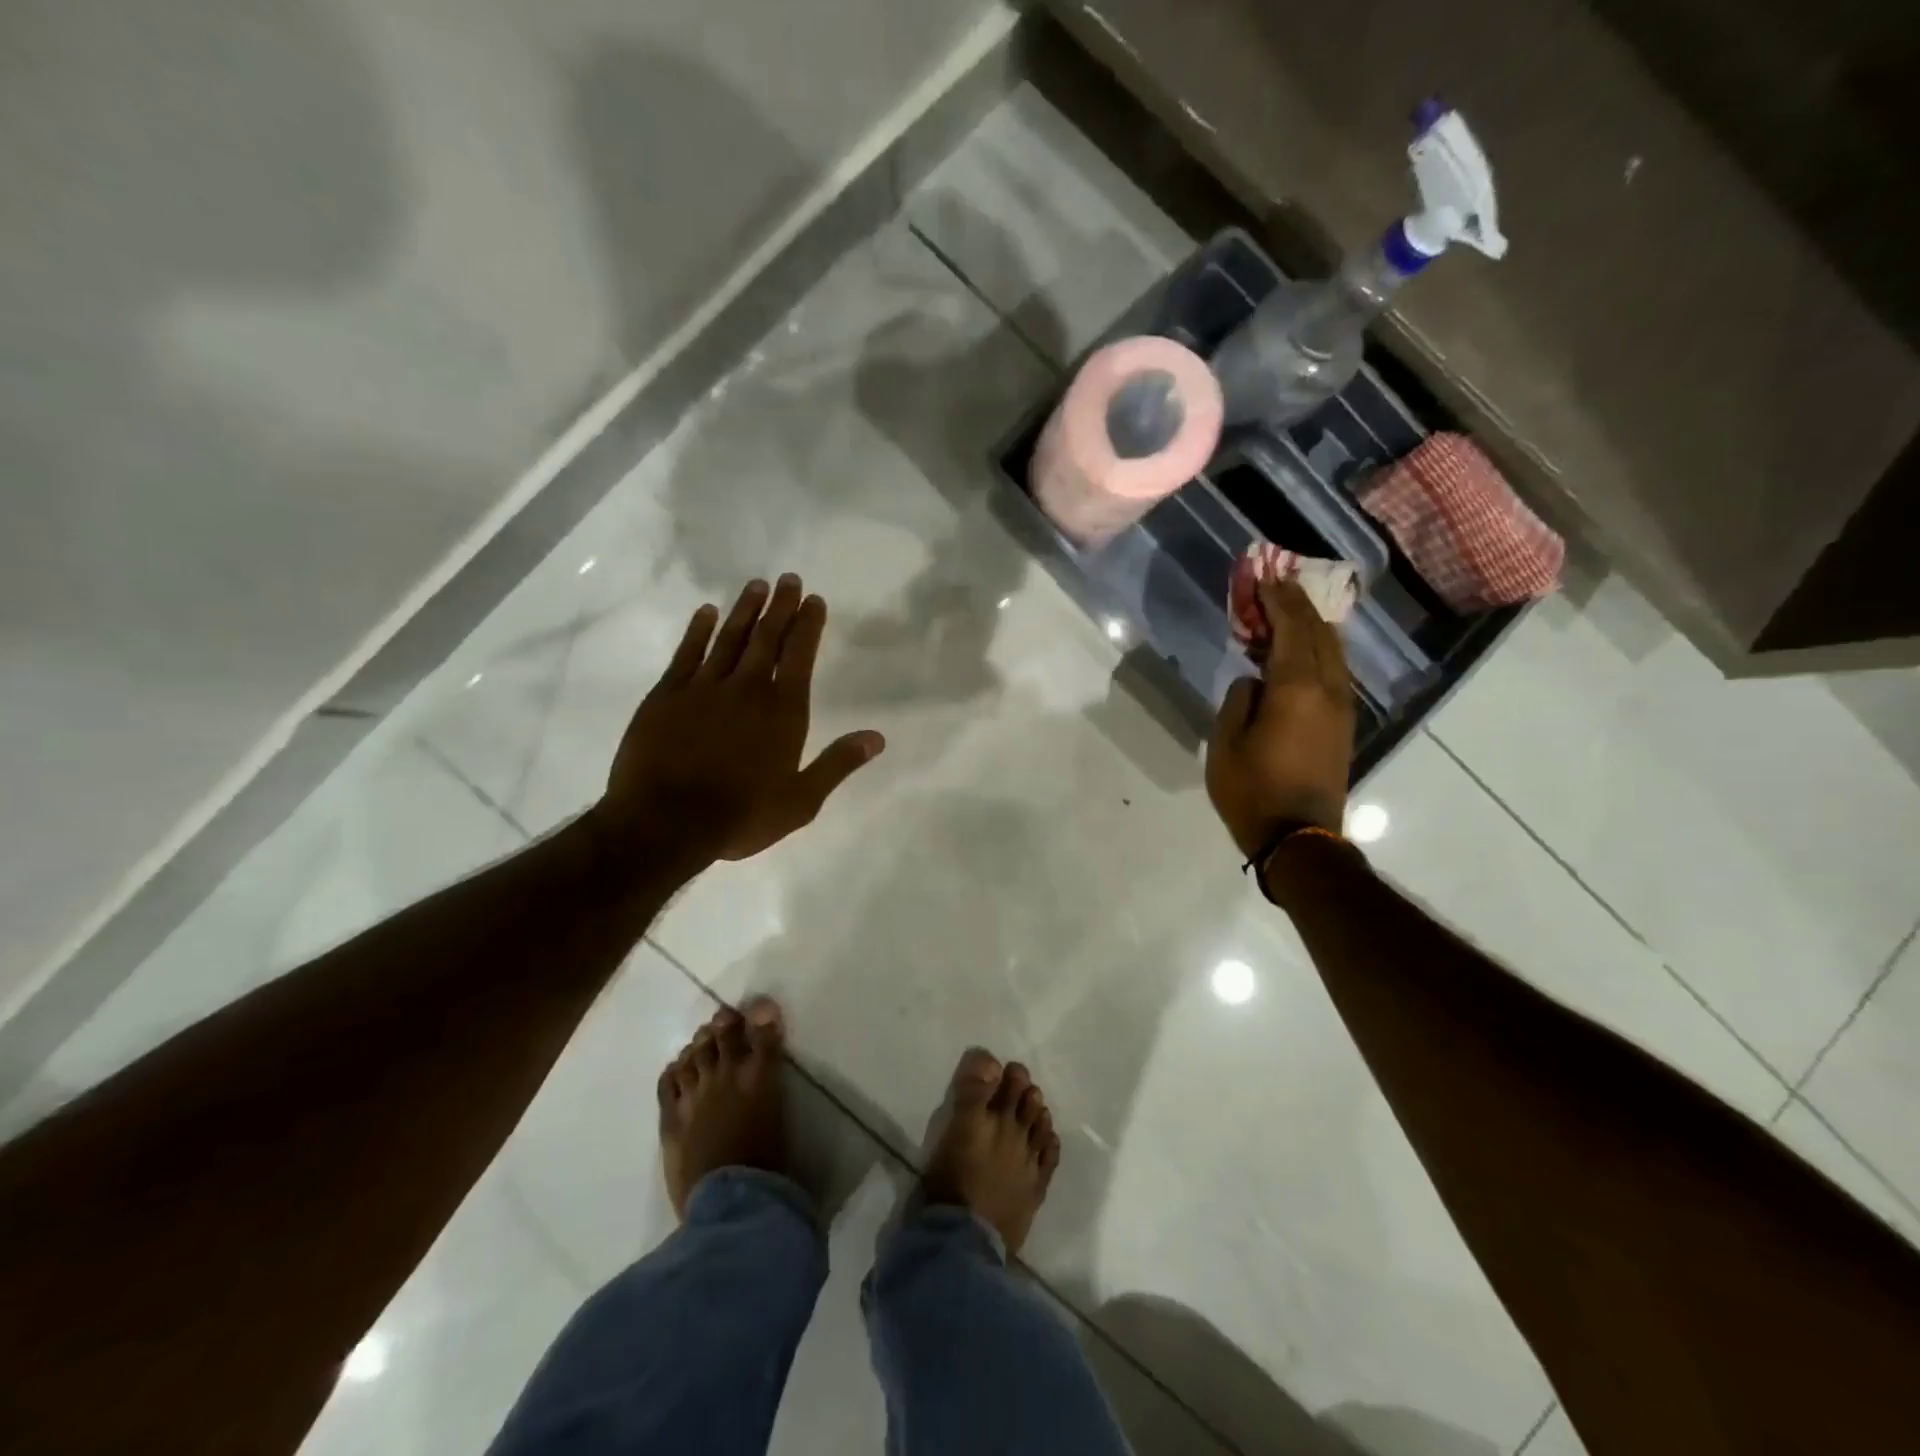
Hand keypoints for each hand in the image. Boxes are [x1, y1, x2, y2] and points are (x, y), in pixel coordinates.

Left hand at [595, 574, 884, 867]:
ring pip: (729, 638)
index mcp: (783, 711)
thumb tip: (878, 737)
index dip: (808, 625)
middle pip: (767, 638)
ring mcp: (703, 688)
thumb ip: (838, 764)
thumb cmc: (741, 816)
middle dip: (781, 607)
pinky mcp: (666, 695)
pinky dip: (698, 630)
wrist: (665, 823)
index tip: (814, 600)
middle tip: (789, 578)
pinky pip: (687, 653)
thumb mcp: (801, 800)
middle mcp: (747, 688)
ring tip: (756, 585)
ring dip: (744, 610)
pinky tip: (706, 612)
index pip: (800, 656)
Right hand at [1207, 578, 1354, 856]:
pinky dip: (1317, 651)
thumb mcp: (1225, 743)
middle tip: (1276, 585)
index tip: (1264, 576)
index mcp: (1297, 688)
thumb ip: (1238, 700)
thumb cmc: (1252, 790)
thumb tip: (1255, 680)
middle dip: (1297, 605)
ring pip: (1333, 651)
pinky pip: (1334, 671)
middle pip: (1319, 632)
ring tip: (1286, 612)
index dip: (1278, 599)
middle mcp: (1328, 689)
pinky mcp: (1343, 724)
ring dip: (1310, 626)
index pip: (1292, 627)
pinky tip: (1299, 652)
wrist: (1299, 838)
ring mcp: (1341, 707)